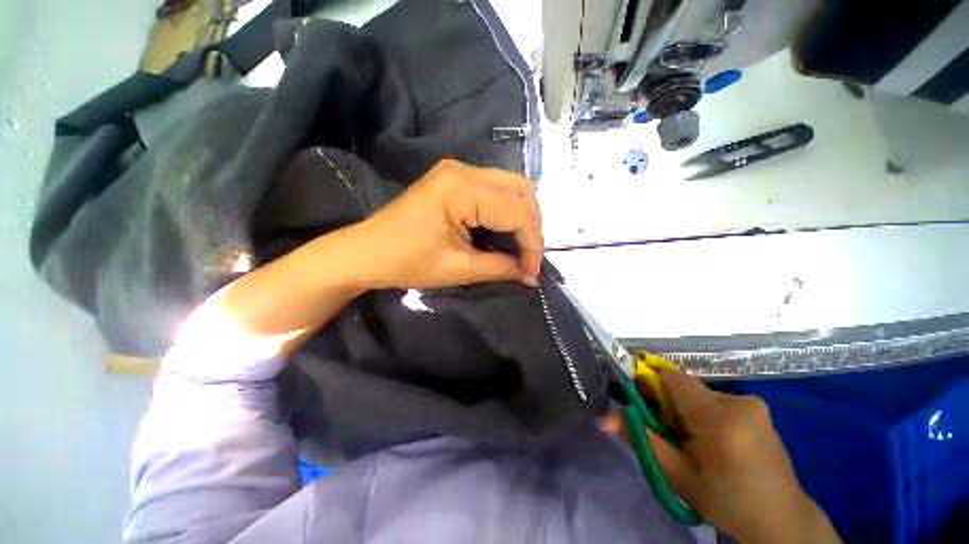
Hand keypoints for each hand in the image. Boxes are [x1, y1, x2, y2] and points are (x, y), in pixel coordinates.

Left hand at [348, 159, 543, 289]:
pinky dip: (508, 211)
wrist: (366, 251)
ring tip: (521, 246)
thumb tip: (532, 275)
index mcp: (461, 190)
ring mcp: (458, 171)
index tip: (533, 271)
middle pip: (521, 189)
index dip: (532, 243)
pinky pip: (496, 189)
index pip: (517, 211)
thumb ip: (501, 268)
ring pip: (511, 186)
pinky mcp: (454, 179)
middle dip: (532, 226)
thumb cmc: (407, 262)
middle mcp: (464, 170)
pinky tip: (505, 231)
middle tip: (529, 256)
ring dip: (523, 216)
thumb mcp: (458, 269)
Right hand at [644, 372, 839, 542]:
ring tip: (696, 445)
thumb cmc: (724, 500)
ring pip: (699, 395)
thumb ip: (640, 439)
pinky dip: (705, 415)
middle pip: (684, 388)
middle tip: (672, 437)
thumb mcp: (676, 474)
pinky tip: (715, 442)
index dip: (651, 386)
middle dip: (669, 406)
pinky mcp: (758, 409)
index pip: (670, 378)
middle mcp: (738, 402)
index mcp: (718, 419)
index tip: (646, 410)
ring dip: (687, 412)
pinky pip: (716, 401)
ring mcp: (752, 404)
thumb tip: (602, 418)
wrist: (779, 519)